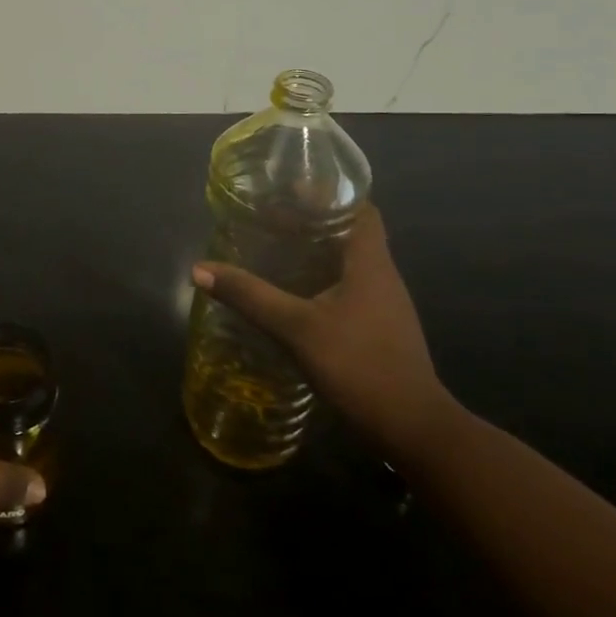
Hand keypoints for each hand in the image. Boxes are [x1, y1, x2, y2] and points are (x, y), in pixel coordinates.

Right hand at [192, 204, 456, 463]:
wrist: (414, 429)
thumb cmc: (360, 365)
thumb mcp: (297, 328)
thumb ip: (250, 297)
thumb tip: (200, 269)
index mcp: (370, 262)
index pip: (360, 208)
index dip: (330, 192)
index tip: (293, 187)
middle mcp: (382, 276)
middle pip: (352, 232)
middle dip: (314, 221)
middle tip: (271, 218)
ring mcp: (384, 305)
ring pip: (350, 263)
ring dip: (318, 252)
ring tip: (276, 249)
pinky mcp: (380, 329)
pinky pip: (349, 289)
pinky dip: (322, 281)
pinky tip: (295, 295)